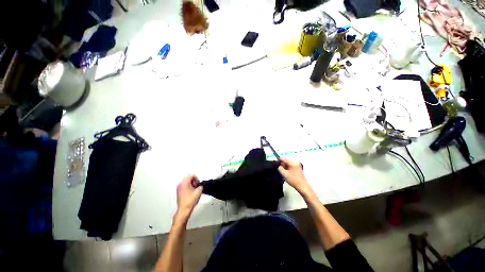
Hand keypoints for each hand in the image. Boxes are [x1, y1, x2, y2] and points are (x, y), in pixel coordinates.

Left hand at [176, 175, 202, 219]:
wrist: (184, 210)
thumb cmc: (191, 200)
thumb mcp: (199, 191)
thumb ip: (201, 186)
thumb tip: (199, 186)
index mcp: (185, 182)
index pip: (192, 175)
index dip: (197, 179)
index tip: (199, 184)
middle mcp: (180, 183)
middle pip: (188, 178)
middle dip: (194, 181)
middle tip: (197, 186)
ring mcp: (178, 188)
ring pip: (186, 182)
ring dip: (191, 184)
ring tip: (194, 190)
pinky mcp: (178, 192)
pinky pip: (184, 186)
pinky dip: (188, 187)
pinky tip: (191, 193)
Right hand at [278, 158, 312, 196]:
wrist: (302, 186)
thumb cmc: (293, 179)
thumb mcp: (284, 174)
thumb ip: (280, 168)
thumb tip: (278, 165)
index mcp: (292, 162)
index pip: (283, 158)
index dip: (278, 160)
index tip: (275, 163)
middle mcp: (295, 161)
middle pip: (286, 160)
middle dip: (282, 164)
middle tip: (279, 169)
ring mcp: (297, 164)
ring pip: (288, 163)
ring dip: (285, 166)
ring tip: (283, 172)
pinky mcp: (297, 167)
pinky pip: (290, 165)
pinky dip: (288, 168)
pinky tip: (287, 172)